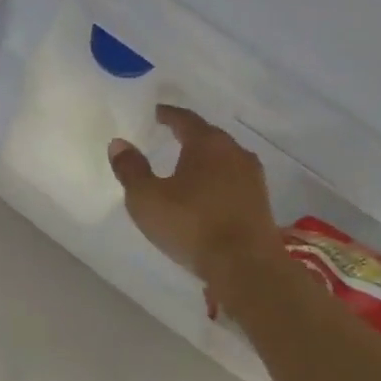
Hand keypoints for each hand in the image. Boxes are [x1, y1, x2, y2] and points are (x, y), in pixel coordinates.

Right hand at [109, 106, 282, 315]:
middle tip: (168, 136)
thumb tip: (119, 144)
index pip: (185, 119)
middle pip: (208, 136)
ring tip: (186, 166)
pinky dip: (217, 180)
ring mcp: (253, 177)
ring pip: (224, 158)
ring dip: (205, 159)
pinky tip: (206, 193)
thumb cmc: (192, 225)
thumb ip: (131, 169)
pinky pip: (233, 180)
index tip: (156, 113)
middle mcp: (234, 152)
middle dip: (188, 135)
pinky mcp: (261, 202)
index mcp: (207, 143)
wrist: (247, 267)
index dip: (168, 115)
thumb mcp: (147, 199)